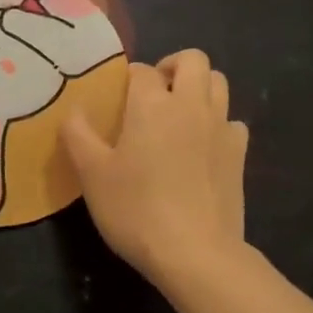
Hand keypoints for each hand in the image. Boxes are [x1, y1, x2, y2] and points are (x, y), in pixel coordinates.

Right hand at [62, 50, 249, 290]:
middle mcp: (191, 105)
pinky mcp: (239, 155)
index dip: (128, 79)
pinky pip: (233, 122)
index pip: (142, 70)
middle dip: (173, 66)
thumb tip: (73, 109)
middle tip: (154, 93)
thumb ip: (78, 135)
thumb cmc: (136, 209)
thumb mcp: (92, 174)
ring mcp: (221, 128)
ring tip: (179, 114)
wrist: (195, 253)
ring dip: (199, 88)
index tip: (118, 99)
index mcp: (152, 104)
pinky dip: (219, 124)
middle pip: (193, 60)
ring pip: (218, 83)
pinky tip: (203, 147)